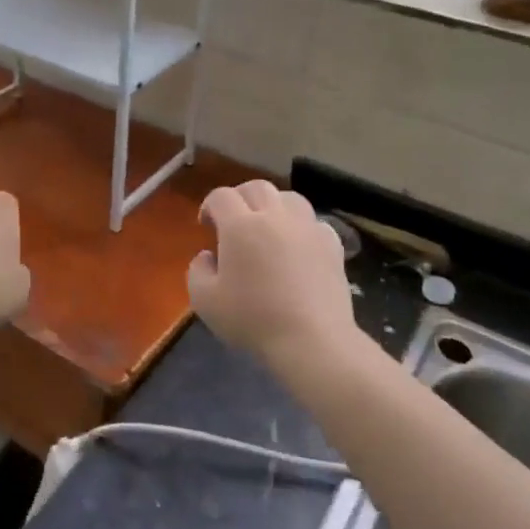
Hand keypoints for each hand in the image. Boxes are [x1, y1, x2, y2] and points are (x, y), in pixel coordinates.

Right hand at [188, 181, 354, 363]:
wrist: (312, 340)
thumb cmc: (253, 319)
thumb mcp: (205, 301)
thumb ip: (197, 270)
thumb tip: (208, 256)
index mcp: (240, 225)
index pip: (221, 197)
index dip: (209, 206)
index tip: (206, 226)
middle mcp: (274, 216)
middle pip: (256, 187)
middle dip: (240, 198)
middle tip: (234, 221)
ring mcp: (307, 228)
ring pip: (289, 198)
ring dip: (274, 205)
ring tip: (268, 227)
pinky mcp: (332, 245)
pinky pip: (314, 223)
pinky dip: (302, 227)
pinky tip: (298, 246)